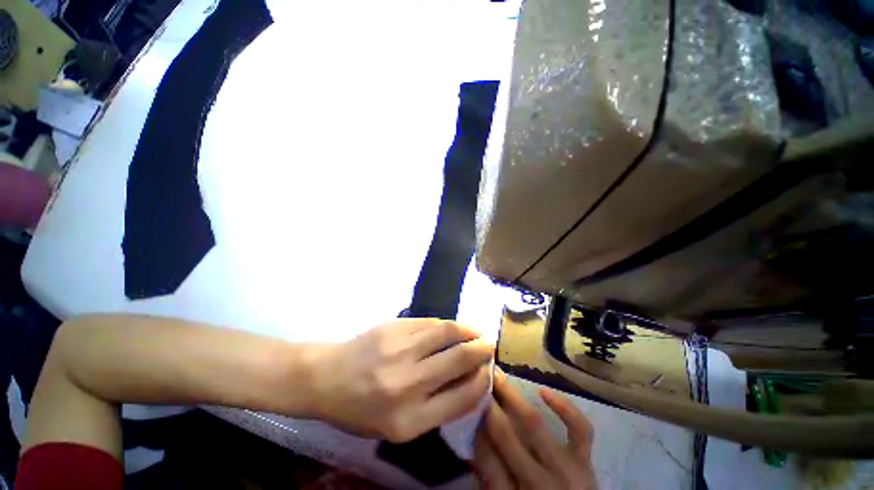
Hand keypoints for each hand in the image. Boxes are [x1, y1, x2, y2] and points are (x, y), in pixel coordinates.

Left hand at [307, 319, 492, 441]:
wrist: (326, 378)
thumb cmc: (360, 409)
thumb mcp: (397, 427)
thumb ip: (436, 408)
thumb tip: (469, 381)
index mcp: (409, 420)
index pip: (462, 397)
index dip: (482, 381)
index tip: (488, 371)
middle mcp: (407, 384)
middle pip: (459, 359)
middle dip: (481, 349)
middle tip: (489, 344)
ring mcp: (399, 350)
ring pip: (447, 332)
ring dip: (468, 330)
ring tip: (477, 330)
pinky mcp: (393, 328)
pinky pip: (429, 322)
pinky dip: (446, 324)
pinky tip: (452, 326)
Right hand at [473, 369, 596, 489]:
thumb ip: (488, 476)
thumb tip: (475, 436)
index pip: (486, 457)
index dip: (475, 428)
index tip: (467, 404)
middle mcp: (538, 483)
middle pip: (506, 436)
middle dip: (489, 406)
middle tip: (477, 381)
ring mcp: (566, 470)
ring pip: (534, 424)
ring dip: (512, 397)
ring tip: (498, 377)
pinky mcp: (586, 461)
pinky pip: (580, 429)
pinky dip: (563, 407)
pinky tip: (543, 391)